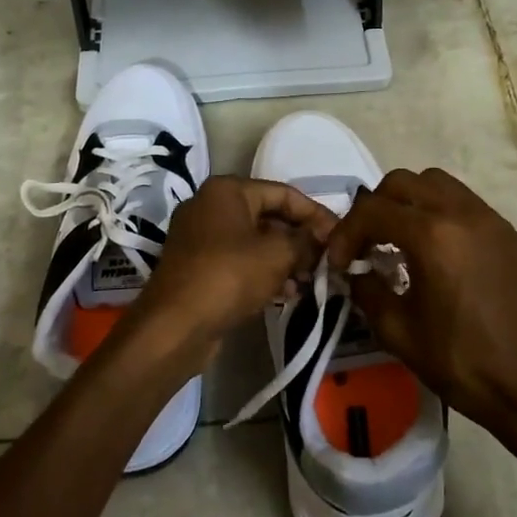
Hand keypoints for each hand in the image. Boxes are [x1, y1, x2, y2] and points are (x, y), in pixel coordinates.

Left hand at [127, 176, 335, 364]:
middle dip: (300, 240)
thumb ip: (306, 241)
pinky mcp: (198, 268)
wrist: (175, 326)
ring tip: (311, 281)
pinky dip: (264, 273)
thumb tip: (325, 237)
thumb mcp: (277, 255)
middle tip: (328, 261)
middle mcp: (210, 207)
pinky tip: (288, 293)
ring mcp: (201, 238)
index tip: (341, 236)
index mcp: (227, 191)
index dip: (316, 214)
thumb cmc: (229, 276)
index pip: (284, 193)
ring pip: (255, 242)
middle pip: (269, 217)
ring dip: (285, 260)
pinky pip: (240, 262)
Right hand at [326, 168, 516, 431]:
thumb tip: (356, 270)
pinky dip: (438, 213)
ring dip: (408, 203)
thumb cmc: (460, 361)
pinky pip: (463, 202)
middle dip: (375, 208)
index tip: (341, 263)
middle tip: (366, 245)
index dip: (346, 233)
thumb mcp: (397, 330)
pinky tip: (434, 252)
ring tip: (399, 241)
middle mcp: (461, 213)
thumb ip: (366, 289)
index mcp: (432, 236)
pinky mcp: (507, 233)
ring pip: (436, 183)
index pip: (372, 210)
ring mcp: (489, 219)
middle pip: (403, 182)